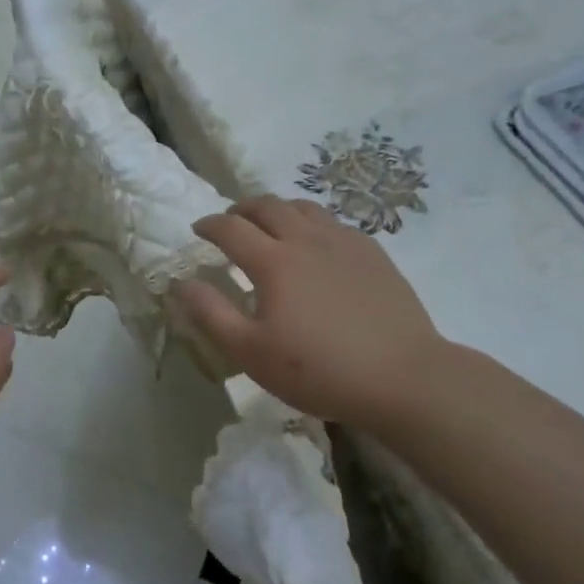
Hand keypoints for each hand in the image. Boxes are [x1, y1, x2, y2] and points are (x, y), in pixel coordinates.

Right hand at [172, 196, 451, 430]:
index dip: (209, 225)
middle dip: (241, 208)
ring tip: (271, 226)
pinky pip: (334, 223)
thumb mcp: (251, 352)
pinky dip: (312, 223)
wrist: (402, 377)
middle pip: (267, 205)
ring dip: (278, 210)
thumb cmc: (319, 370)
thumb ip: (211, 313)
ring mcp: (343, 242)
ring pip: (303, 207)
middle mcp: (306, 240)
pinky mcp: (372, 253)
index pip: (230, 228)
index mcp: (273, 261)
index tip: (198, 229)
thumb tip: (181, 283)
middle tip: (231, 222)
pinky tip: (316, 244)